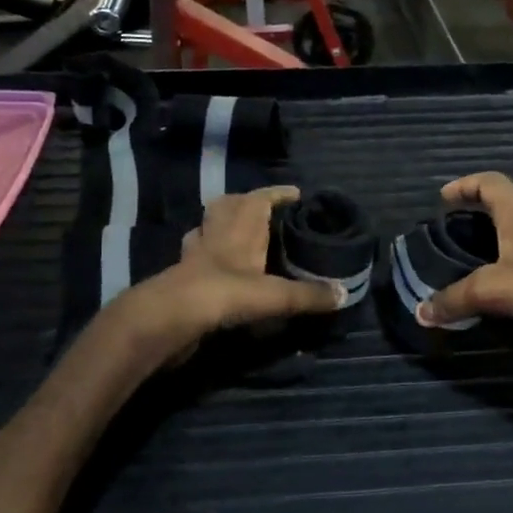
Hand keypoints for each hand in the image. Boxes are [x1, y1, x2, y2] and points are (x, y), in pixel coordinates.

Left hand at [115, 186, 341, 363]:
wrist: (168, 319)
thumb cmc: (223, 294)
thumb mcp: (274, 296)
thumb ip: (308, 295)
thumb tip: (343, 295)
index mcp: (239, 228)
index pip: (259, 199)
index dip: (277, 193)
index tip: (296, 194)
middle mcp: (216, 234)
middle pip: (227, 206)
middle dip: (246, 204)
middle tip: (268, 213)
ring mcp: (195, 255)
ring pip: (208, 229)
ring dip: (223, 227)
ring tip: (243, 237)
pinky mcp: (182, 278)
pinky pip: (197, 258)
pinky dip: (209, 258)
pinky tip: (221, 270)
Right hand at [416, 173, 512, 356]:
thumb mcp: (496, 290)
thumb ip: (456, 298)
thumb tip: (421, 312)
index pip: (491, 182)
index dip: (465, 185)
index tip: (443, 198)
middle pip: (505, 204)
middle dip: (476, 212)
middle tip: (451, 230)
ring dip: (495, 238)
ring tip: (469, 258)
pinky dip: (510, 261)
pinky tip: (501, 286)